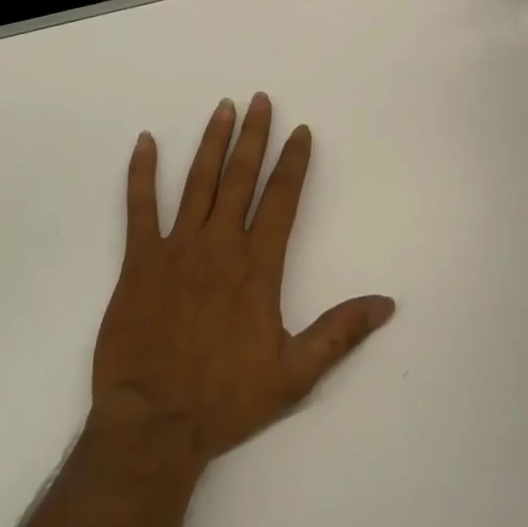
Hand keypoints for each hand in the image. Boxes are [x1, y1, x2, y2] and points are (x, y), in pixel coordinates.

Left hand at [88, 94, 395, 476]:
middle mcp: (219, 244)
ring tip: (224, 107)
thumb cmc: (225, 398)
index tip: (301, 130)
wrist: (153, 426)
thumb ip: (340, 332)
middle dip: (254, 135)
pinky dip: (141, 173)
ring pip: (199, 181)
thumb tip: (387, 304)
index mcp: (256, 265)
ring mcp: (177, 247)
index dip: (293, 162)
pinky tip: (144, 142)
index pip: (281, 198)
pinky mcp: (140, 260)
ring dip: (212, 142)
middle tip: (261, 99)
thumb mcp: (295, 373)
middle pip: (241, 177)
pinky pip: (140, 207)